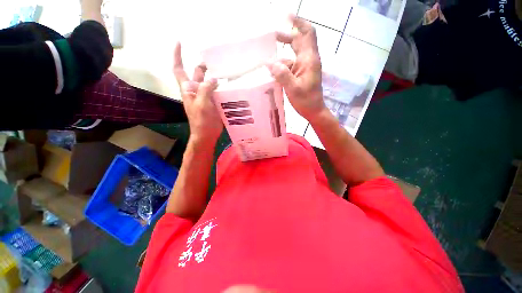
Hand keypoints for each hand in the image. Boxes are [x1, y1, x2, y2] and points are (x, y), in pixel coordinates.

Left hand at [174, 42, 222, 143]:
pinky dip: (223, 87)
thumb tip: (214, 78)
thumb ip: (205, 89)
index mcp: (188, 89)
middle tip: (216, 60)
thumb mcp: (201, 104)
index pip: (179, 69)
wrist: (206, 134)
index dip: (178, 56)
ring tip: (226, 70)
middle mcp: (196, 91)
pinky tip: (230, 85)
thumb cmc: (200, 121)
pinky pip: (218, 92)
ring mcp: (206, 97)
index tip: (180, 43)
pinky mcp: (214, 103)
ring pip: (210, 82)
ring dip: (215, 77)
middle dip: (204, 65)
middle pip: (197, 74)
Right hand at [267, 15, 326, 122]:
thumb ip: (282, 75)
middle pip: (298, 42)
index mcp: (309, 60)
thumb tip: (269, 63)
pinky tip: (272, 73)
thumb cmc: (306, 101)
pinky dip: (281, 68)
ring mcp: (304, 68)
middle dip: (285, 37)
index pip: (307, 34)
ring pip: (291, 57)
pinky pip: (289, 67)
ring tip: (266, 62)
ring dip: (280, 58)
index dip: (298, 22)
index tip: (286, 16)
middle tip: (270, 37)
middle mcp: (307, 60)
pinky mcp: (300, 75)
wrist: (314, 111)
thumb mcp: (293, 88)